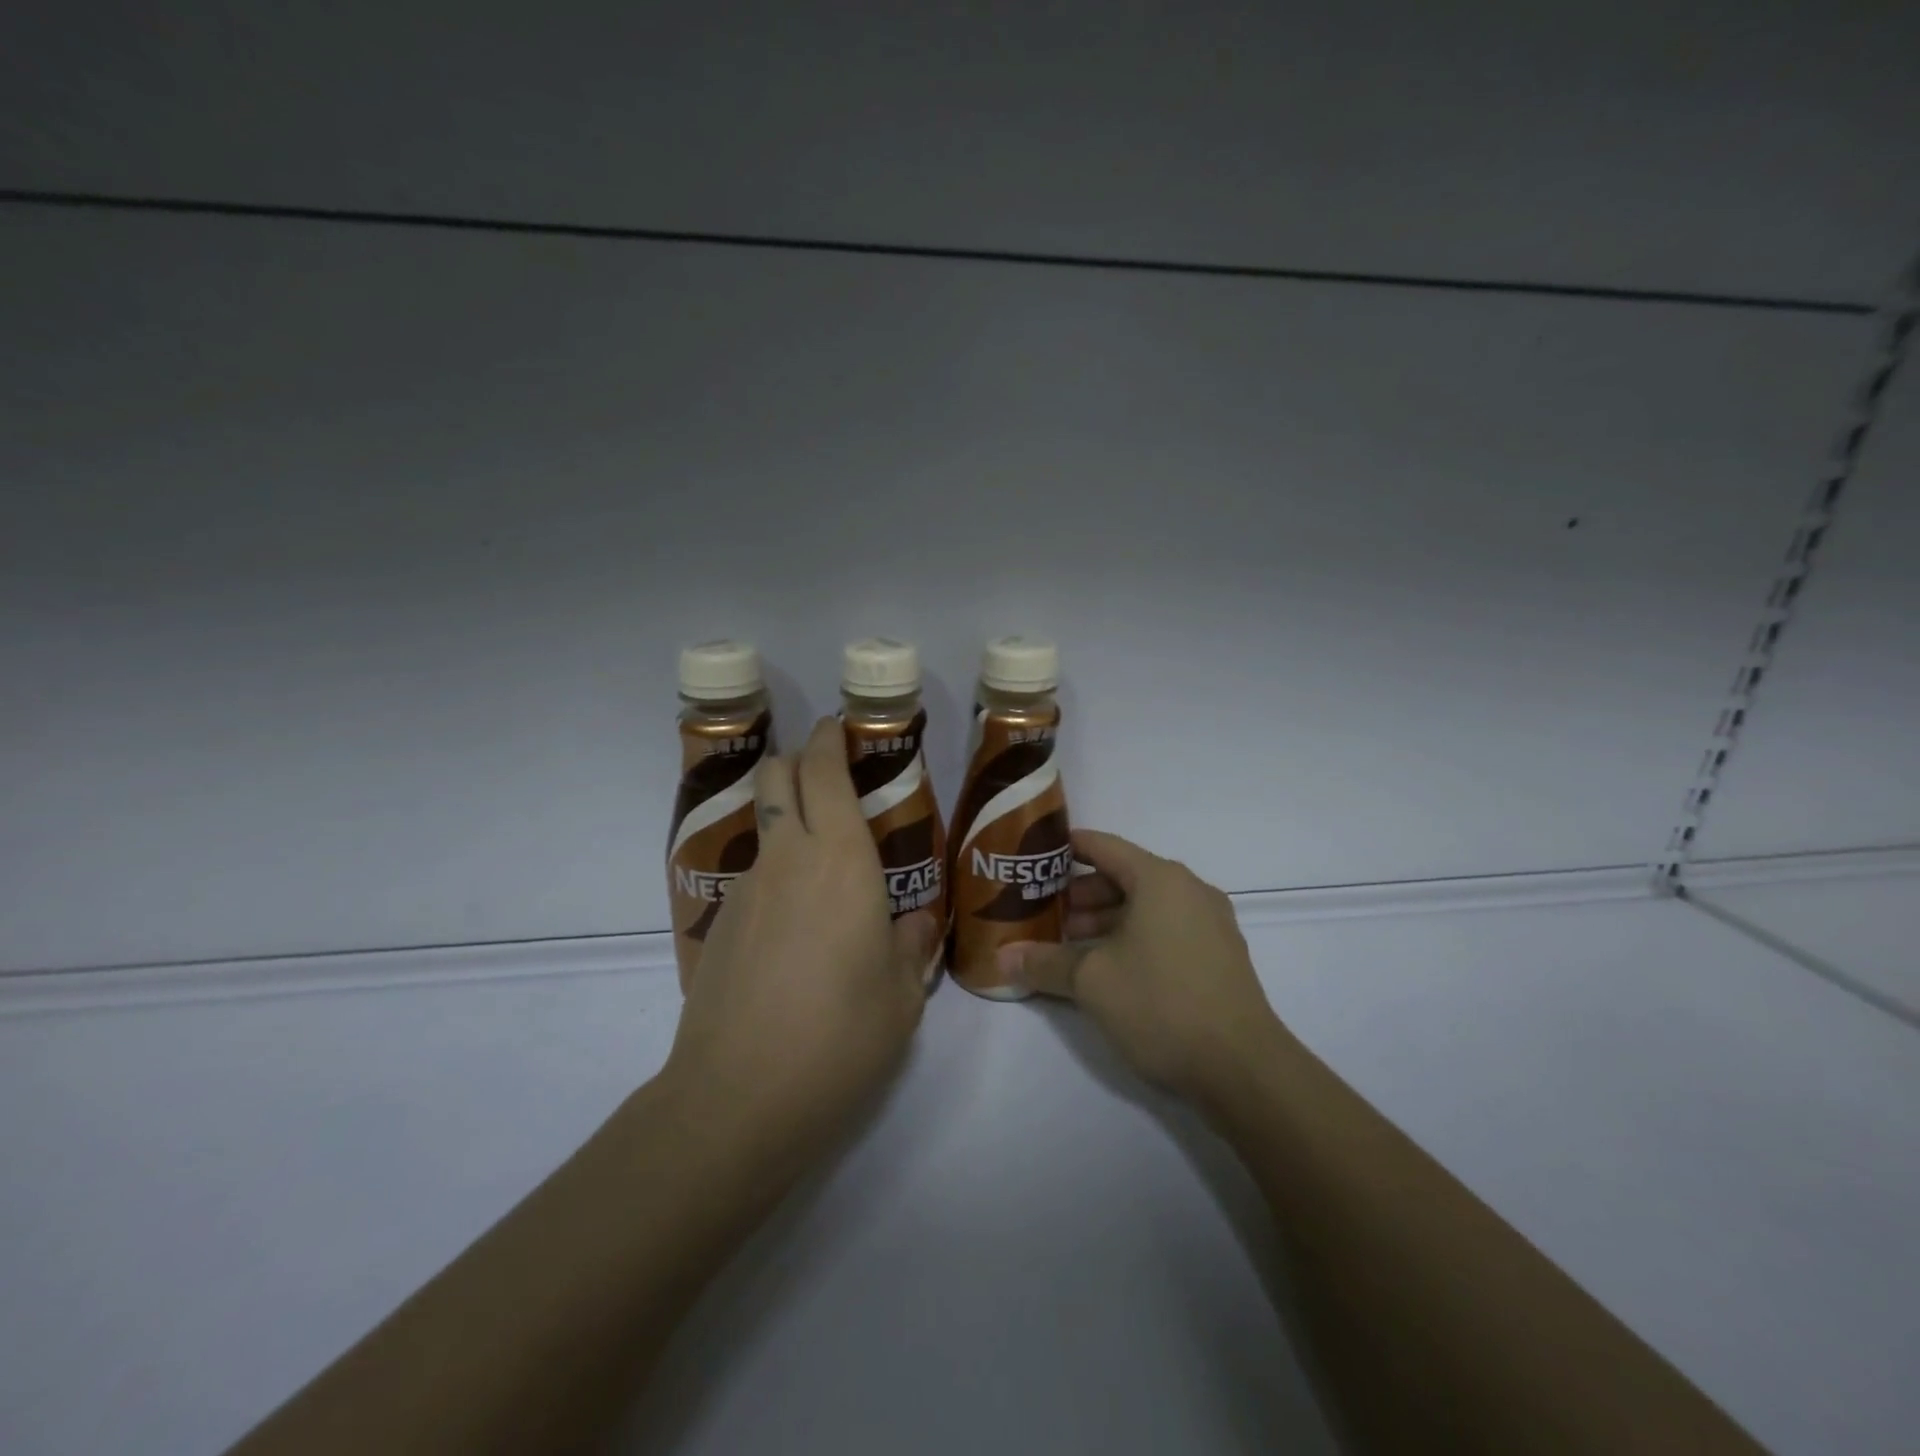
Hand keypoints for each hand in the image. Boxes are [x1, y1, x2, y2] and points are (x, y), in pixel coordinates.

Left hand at [661, 718, 937, 1172]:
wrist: (736, 1099)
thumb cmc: (839, 1038)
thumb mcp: (902, 997)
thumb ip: (912, 947)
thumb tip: (914, 924)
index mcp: (841, 861)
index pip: (825, 772)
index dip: (830, 740)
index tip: (841, 729)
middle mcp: (788, 859)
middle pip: (778, 776)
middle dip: (800, 761)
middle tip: (833, 780)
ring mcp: (746, 890)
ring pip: (765, 827)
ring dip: (789, 822)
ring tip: (826, 873)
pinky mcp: (720, 924)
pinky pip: (756, 876)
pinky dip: (778, 874)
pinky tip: (797, 930)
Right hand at [1001, 830, 1283, 1109]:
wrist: (1243, 1069)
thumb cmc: (1161, 1004)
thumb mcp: (1092, 981)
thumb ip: (1044, 962)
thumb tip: (1001, 958)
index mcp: (1160, 879)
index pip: (1103, 846)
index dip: (1066, 848)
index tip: (1035, 858)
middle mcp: (1189, 891)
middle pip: (1125, 876)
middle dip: (1081, 893)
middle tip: (1045, 912)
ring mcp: (1210, 924)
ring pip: (1146, 907)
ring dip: (1106, 919)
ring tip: (1070, 944)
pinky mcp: (1218, 957)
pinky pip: (1166, 930)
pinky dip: (1134, 937)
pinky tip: (1109, 968)